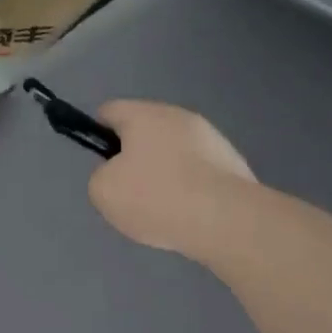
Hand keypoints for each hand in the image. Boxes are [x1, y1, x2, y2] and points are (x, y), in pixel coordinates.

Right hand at [88, 100, 256, 258]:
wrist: (227, 221)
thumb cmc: (156, 197)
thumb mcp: (103, 191)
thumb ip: (101, 176)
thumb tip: (118, 175)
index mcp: (143, 115)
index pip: (110, 111)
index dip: (98, 134)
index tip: (102, 166)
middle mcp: (178, 116)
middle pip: (145, 132)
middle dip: (134, 159)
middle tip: (129, 193)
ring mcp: (211, 139)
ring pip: (174, 153)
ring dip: (165, 174)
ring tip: (162, 211)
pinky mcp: (233, 164)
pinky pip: (199, 173)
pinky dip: (190, 190)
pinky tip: (188, 216)